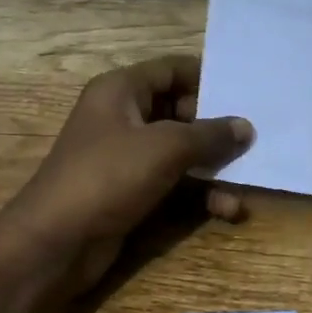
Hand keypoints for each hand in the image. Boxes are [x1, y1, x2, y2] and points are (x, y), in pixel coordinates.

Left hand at [0, 55, 253, 294]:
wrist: (56, 243)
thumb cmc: (107, 177)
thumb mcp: (165, 148)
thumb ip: (209, 134)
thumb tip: (246, 126)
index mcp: (121, 91)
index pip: (171, 69)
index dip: (208, 77)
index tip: (246, 92)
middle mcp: (123, 117)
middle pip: (181, 111)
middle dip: (217, 129)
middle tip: (255, 139)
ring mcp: (127, 157)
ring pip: (182, 151)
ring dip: (214, 167)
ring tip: (248, 180)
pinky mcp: (132, 191)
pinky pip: (175, 182)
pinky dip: (201, 193)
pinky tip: (228, 210)